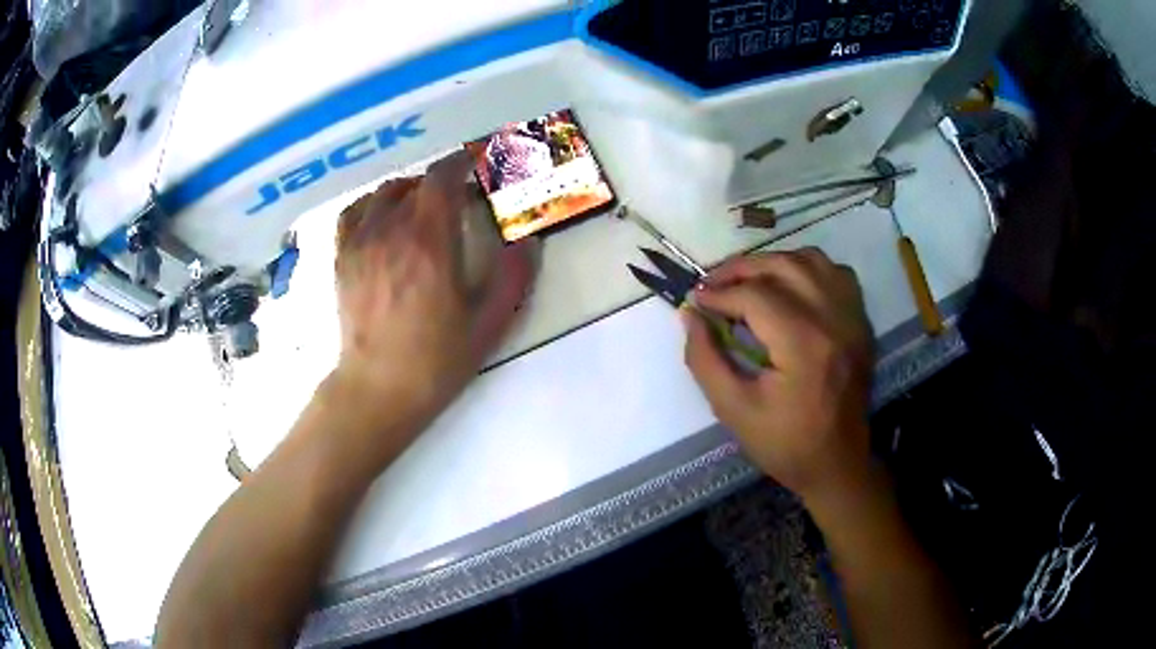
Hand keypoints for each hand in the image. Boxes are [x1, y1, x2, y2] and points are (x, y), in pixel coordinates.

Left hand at [330, 151, 537, 437]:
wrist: (379, 389)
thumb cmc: (436, 360)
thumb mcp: (489, 324)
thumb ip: (514, 278)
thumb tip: (529, 241)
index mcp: (431, 242)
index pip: (442, 178)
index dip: (461, 163)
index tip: (475, 164)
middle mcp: (392, 231)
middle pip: (415, 183)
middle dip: (441, 181)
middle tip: (458, 197)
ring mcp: (361, 243)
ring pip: (384, 193)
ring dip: (408, 190)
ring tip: (422, 204)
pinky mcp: (343, 258)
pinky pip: (353, 212)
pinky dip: (371, 203)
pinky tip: (382, 216)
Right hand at [683, 249, 874, 502]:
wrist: (837, 464)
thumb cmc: (784, 444)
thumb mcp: (732, 410)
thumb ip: (705, 359)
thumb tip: (689, 314)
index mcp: (804, 344)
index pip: (756, 296)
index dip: (720, 294)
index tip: (696, 300)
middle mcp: (834, 319)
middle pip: (783, 267)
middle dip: (741, 269)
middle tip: (713, 283)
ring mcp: (853, 318)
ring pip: (811, 261)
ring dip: (774, 262)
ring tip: (748, 280)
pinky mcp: (861, 322)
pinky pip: (836, 274)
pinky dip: (809, 269)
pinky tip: (790, 285)